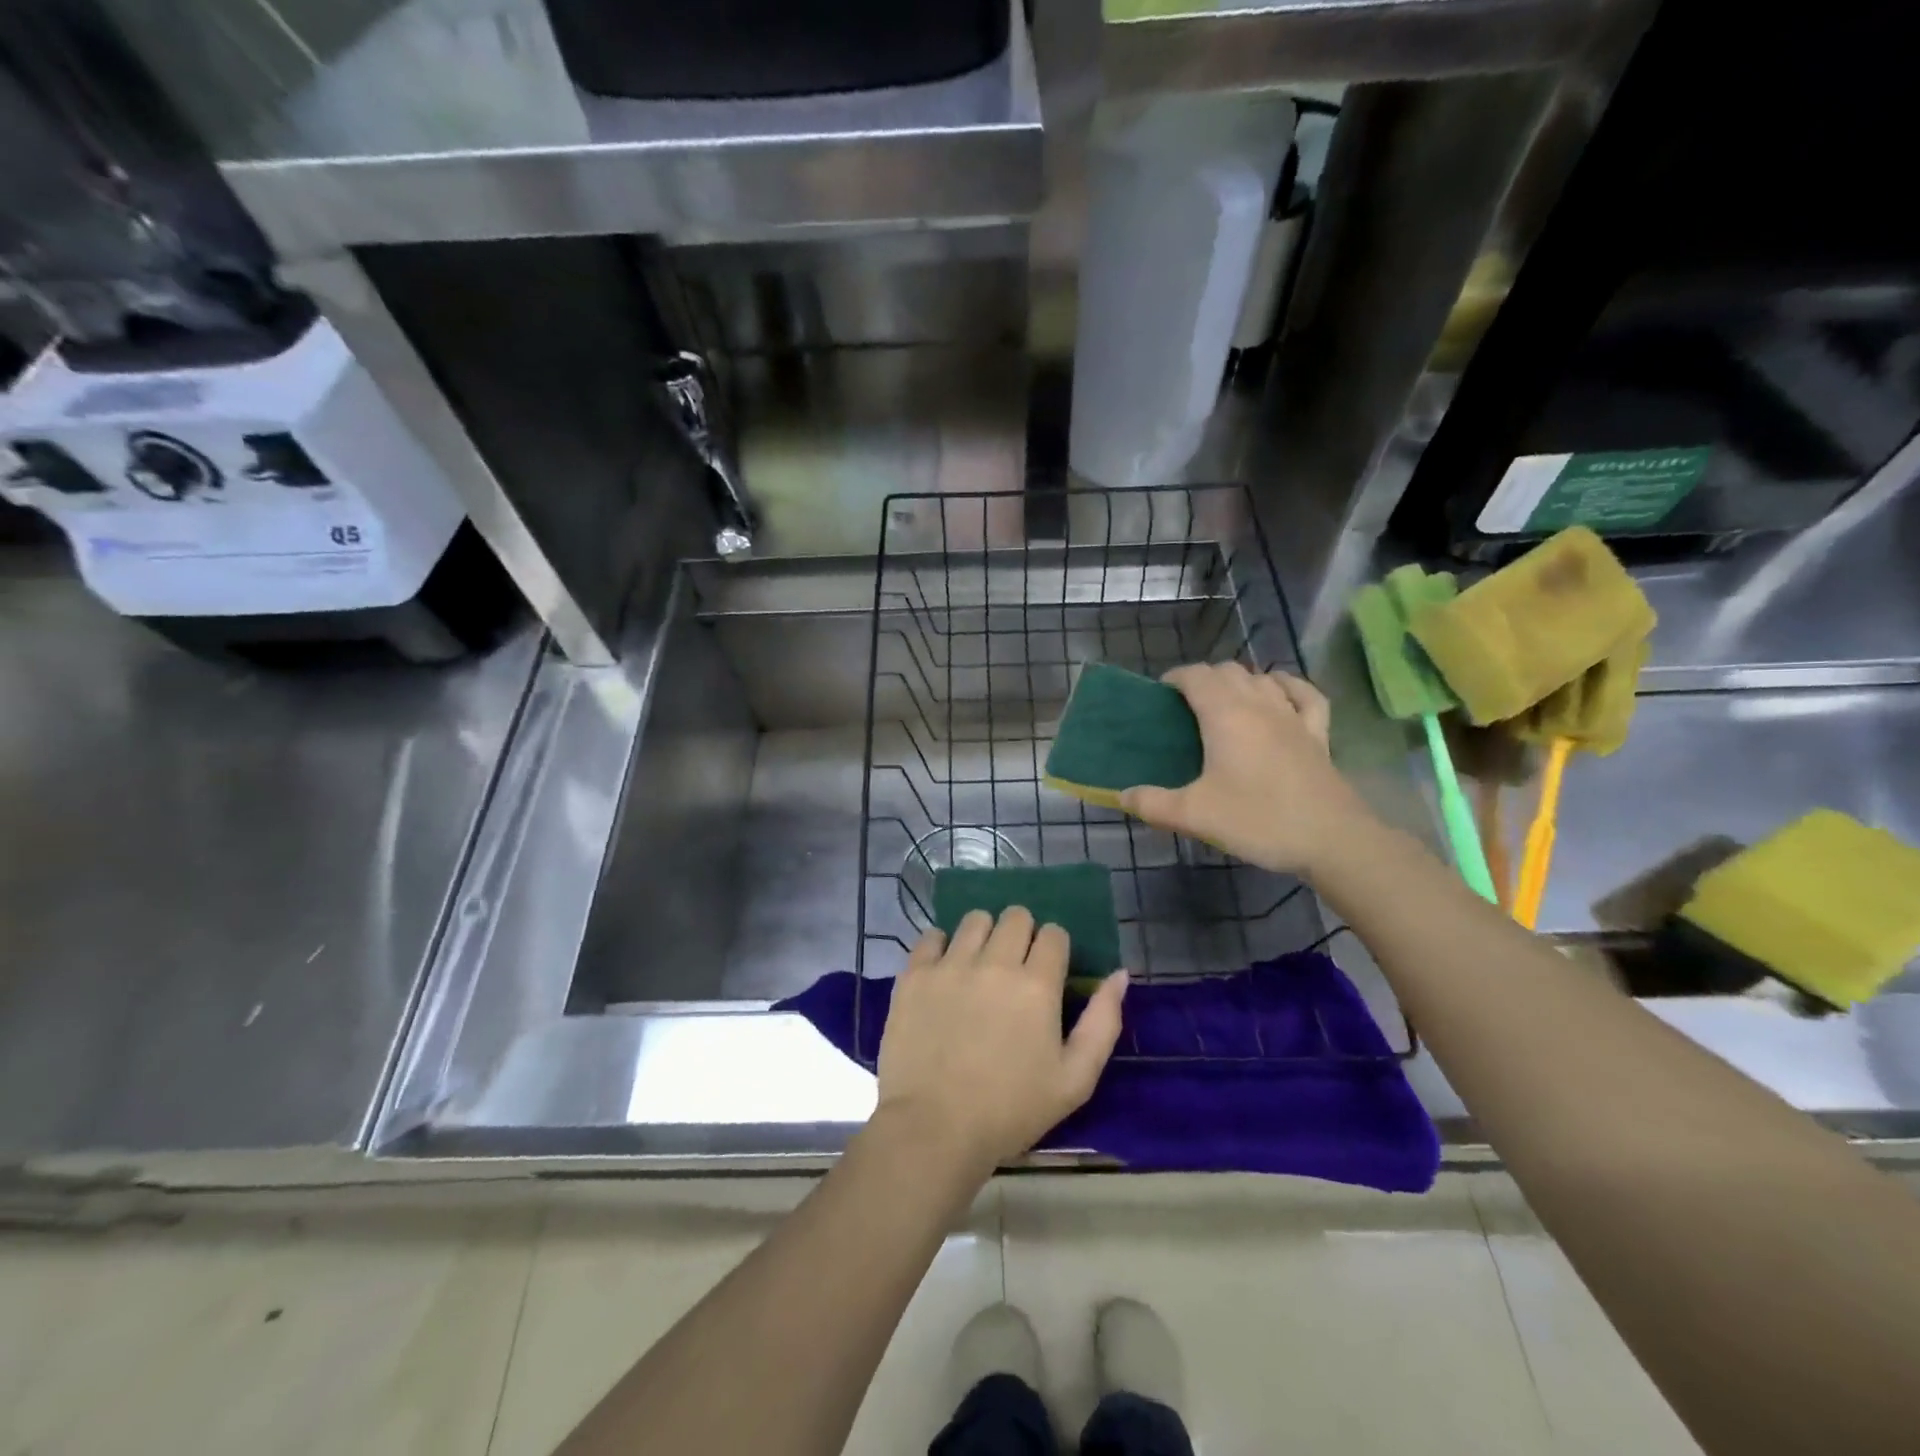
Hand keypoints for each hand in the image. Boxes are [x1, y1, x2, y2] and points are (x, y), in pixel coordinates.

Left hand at [876, 908, 1127, 1176]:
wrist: (934, 1129)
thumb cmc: (1011, 1111)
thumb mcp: (1075, 1080)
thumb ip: (1103, 1022)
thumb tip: (1120, 974)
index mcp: (1037, 985)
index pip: (1054, 934)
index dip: (1055, 948)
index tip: (1048, 971)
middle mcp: (995, 962)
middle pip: (1016, 916)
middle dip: (1023, 934)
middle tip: (1015, 967)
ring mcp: (951, 965)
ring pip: (975, 919)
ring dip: (984, 935)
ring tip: (979, 965)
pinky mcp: (915, 974)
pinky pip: (931, 936)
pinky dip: (941, 946)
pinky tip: (945, 970)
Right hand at [1121, 664, 1375, 878]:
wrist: (1331, 839)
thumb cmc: (1258, 820)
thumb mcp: (1194, 815)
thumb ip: (1152, 803)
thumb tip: (1121, 795)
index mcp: (1225, 715)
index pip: (1196, 676)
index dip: (1175, 678)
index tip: (1159, 696)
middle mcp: (1259, 704)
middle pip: (1228, 671)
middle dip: (1204, 679)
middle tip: (1185, 707)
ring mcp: (1293, 716)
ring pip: (1262, 679)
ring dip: (1239, 681)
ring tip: (1224, 702)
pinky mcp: (1318, 734)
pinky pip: (1304, 695)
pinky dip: (1287, 687)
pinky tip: (1279, 692)